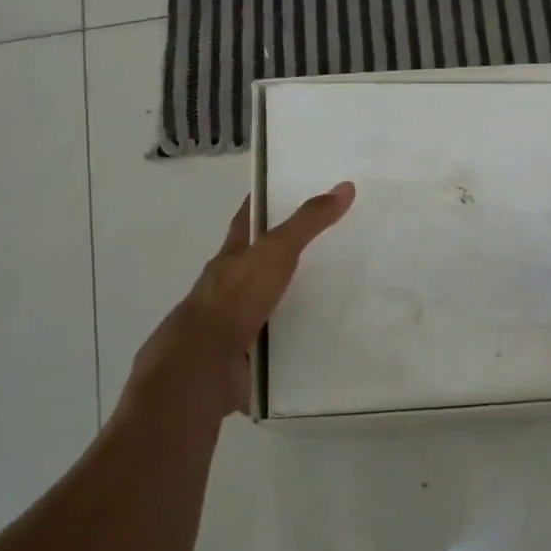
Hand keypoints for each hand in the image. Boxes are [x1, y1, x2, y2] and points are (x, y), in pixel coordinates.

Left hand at [132, 183, 356, 416]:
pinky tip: (320, 340)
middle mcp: (229, 286)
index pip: (248, 219)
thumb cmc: (236, 297)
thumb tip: (345, 186)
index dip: (264, 202)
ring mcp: (235, 322)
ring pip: (267, 303)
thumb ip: (308, 222)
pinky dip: (294, 339)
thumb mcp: (276, 251)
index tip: (289, 190)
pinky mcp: (245, 355)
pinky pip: (275, 341)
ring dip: (291, 300)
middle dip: (285, 254)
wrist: (204, 364)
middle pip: (258, 262)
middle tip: (328, 246)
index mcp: (231, 255)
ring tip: (333, 296)